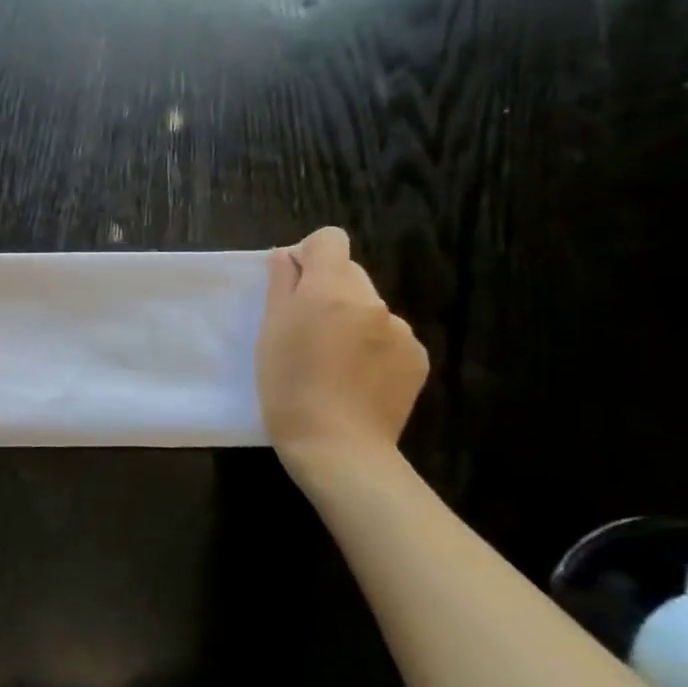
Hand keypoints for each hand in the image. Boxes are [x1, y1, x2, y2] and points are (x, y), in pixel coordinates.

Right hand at [256, 227, 427, 467]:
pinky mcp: (418, 359)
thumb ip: (281, 285)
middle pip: (349, 273)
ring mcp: (401, 330)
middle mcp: (373, 301)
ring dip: (350, 320)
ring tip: (330, 360)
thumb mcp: (269, 331)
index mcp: (331, 290)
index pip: (330, 240)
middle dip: (326, 290)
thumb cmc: (288, 386)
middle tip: (304, 329)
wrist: (338, 447)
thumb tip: (287, 257)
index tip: (292, 285)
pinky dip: (372, 346)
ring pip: (368, 307)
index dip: (308, 255)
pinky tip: (356, 377)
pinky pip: (389, 336)